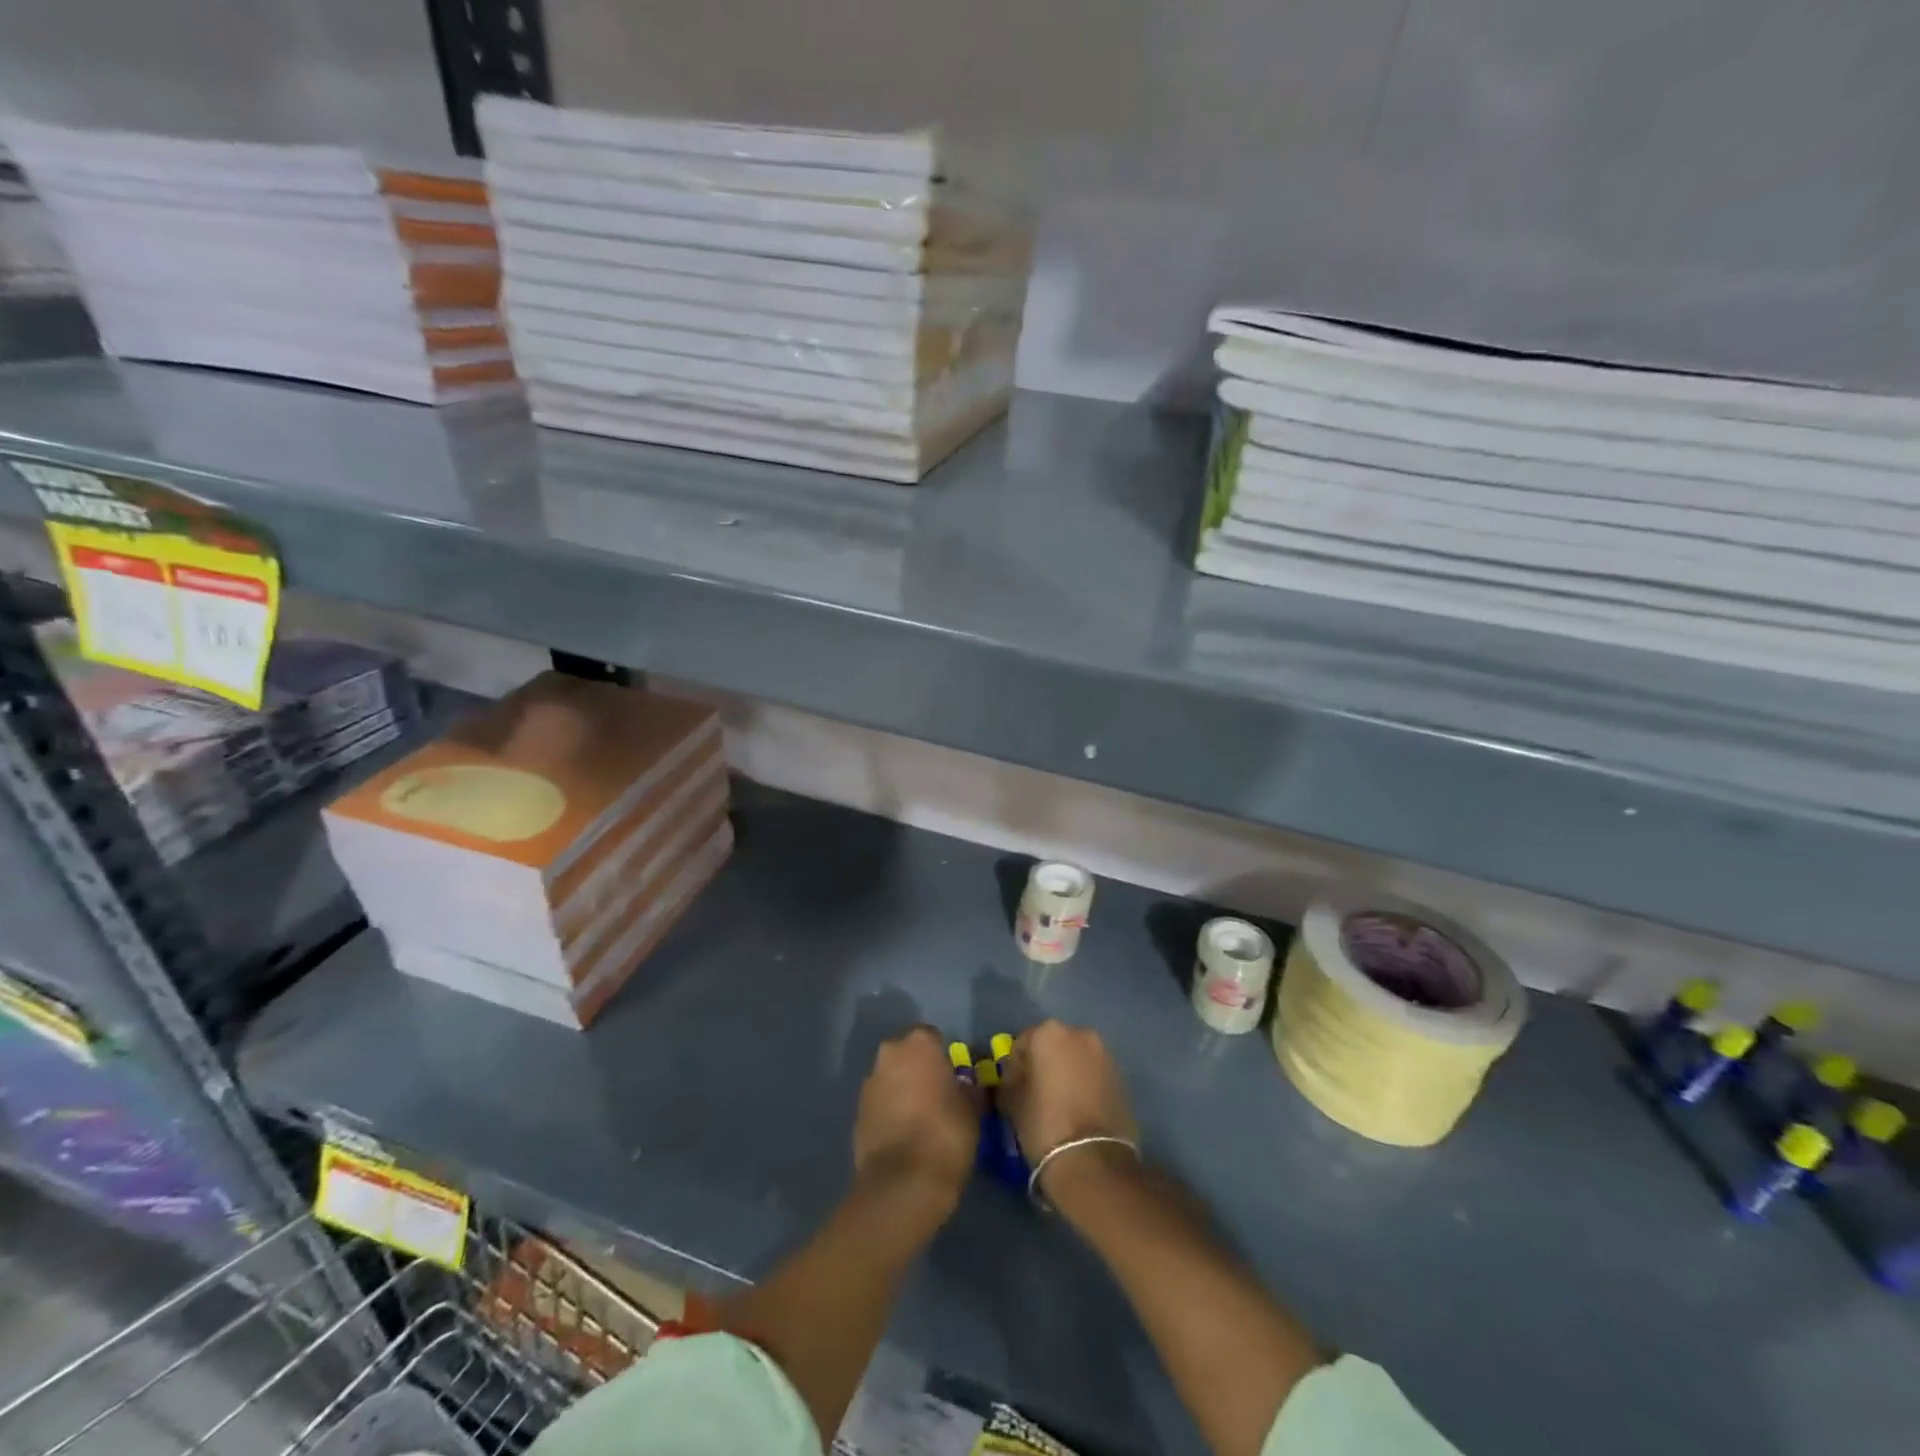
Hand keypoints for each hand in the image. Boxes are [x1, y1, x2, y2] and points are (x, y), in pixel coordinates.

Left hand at [853, 1026, 979, 1212]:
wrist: (902, 1182)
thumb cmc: (946, 1133)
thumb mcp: (972, 1109)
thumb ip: (968, 1089)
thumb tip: (966, 1087)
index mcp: (919, 1043)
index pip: (933, 1038)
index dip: (944, 1058)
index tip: (954, 1080)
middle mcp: (889, 1054)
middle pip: (907, 1056)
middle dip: (919, 1071)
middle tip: (938, 1097)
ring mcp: (869, 1084)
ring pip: (891, 1079)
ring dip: (903, 1092)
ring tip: (921, 1121)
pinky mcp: (857, 1114)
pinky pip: (880, 1105)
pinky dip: (890, 1114)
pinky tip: (905, 1138)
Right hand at [999, 1020, 1139, 1200]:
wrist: (1094, 1161)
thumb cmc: (1044, 1124)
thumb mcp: (1012, 1101)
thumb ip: (1010, 1079)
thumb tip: (1014, 1078)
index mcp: (1049, 1032)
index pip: (1023, 1043)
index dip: (1015, 1067)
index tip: (1013, 1089)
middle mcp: (1080, 1033)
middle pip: (1053, 1045)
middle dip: (1044, 1064)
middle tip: (1036, 1093)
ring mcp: (1104, 1054)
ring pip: (1076, 1058)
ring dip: (1067, 1073)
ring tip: (1059, 1103)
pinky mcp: (1121, 1078)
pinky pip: (1094, 1074)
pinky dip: (1085, 1085)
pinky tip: (1078, 1110)